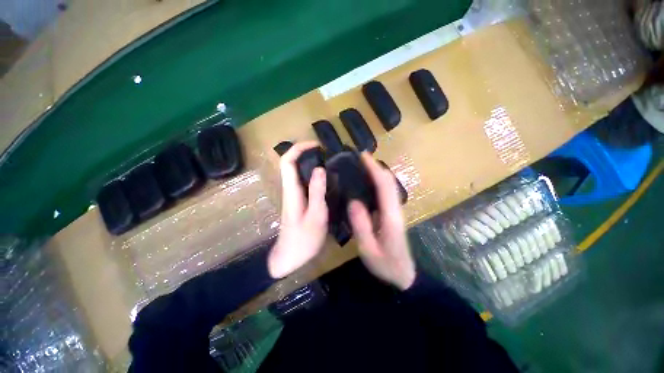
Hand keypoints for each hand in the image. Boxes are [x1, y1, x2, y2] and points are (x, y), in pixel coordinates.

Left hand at [268, 142, 328, 278]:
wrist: (290, 257)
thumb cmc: (303, 239)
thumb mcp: (315, 216)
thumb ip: (317, 192)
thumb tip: (320, 168)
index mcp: (291, 191)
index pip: (287, 161)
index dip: (299, 148)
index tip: (316, 145)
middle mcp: (290, 189)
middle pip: (292, 163)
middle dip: (307, 153)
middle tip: (327, 153)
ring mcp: (294, 195)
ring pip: (299, 172)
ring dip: (311, 163)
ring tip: (331, 163)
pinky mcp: (299, 201)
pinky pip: (305, 182)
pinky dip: (314, 175)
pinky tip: (328, 179)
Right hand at [347, 153, 415, 289]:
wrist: (404, 275)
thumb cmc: (386, 265)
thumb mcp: (369, 249)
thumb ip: (361, 226)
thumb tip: (353, 202)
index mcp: (391, 216)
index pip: (384, 185)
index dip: (374, 169)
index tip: (363, 156)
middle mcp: (396, 209)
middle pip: (388, 181)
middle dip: (375, 167)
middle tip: (359, 158)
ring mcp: (396, 211)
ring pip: (388, 186)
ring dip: (377, 173)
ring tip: (361, 166)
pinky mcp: (392, 214)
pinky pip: (385, 193)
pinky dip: (377, 183)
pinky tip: (365, 183)